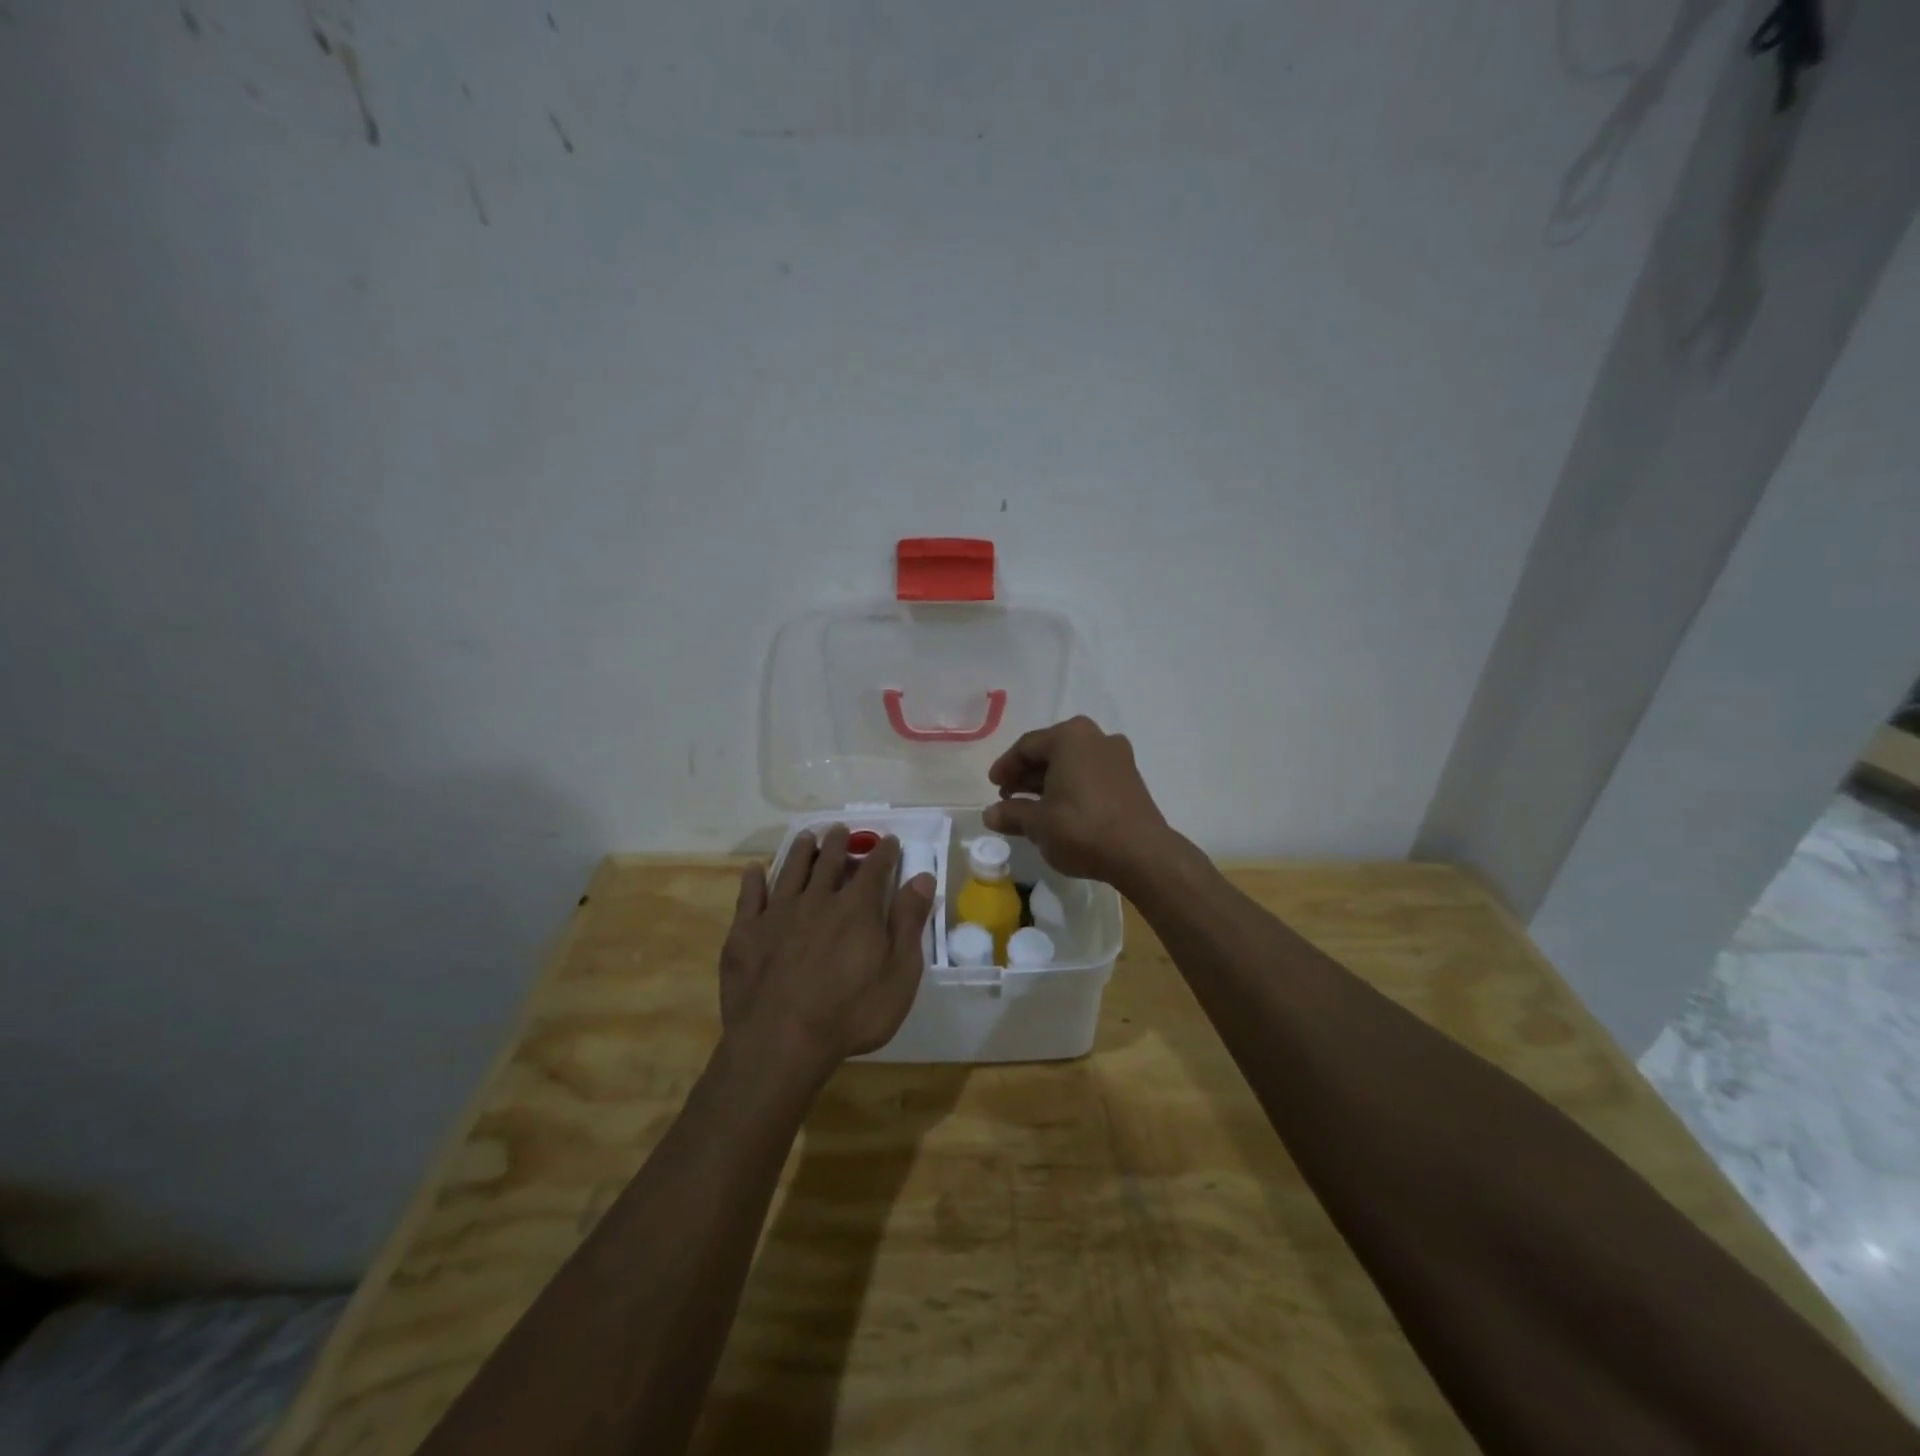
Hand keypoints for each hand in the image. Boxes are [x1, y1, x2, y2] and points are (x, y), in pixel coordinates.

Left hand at [720, 826, 935, 1082]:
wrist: (780, 1043)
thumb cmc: (850, 1014)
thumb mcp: (899, 974)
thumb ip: (909, 923)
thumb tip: (922, 878)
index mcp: (856, 908)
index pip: (875, 869)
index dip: (884, 852)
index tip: (889, 840)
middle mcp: (817, 899)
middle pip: (829, 861)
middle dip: (839, 843)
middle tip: (841, 830)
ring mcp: (777, 914)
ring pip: (790, 870)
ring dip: (801, 851)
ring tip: (807, 837)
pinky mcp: (745, 933)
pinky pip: (749, 896)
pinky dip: (753, 879)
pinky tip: (755, 869)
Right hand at [982, 716, 1173, 889]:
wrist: (1141, 853)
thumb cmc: (1082, 828)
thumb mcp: (1038, 823)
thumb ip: (1011, 814)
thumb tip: (990, 814)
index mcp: (1070, 737)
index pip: (1027, 746)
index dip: (1006, 766)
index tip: (993, 787)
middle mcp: (1096, 737)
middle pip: (1051, 751)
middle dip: (1027, 773)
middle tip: (1009, 797)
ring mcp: (1118, 756)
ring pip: (1072, 763)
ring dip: (1049, 781)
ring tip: (1031, 807)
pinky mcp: (1130, 778)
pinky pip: (1091, 774)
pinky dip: (1071, 787)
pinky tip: (1060, 810)